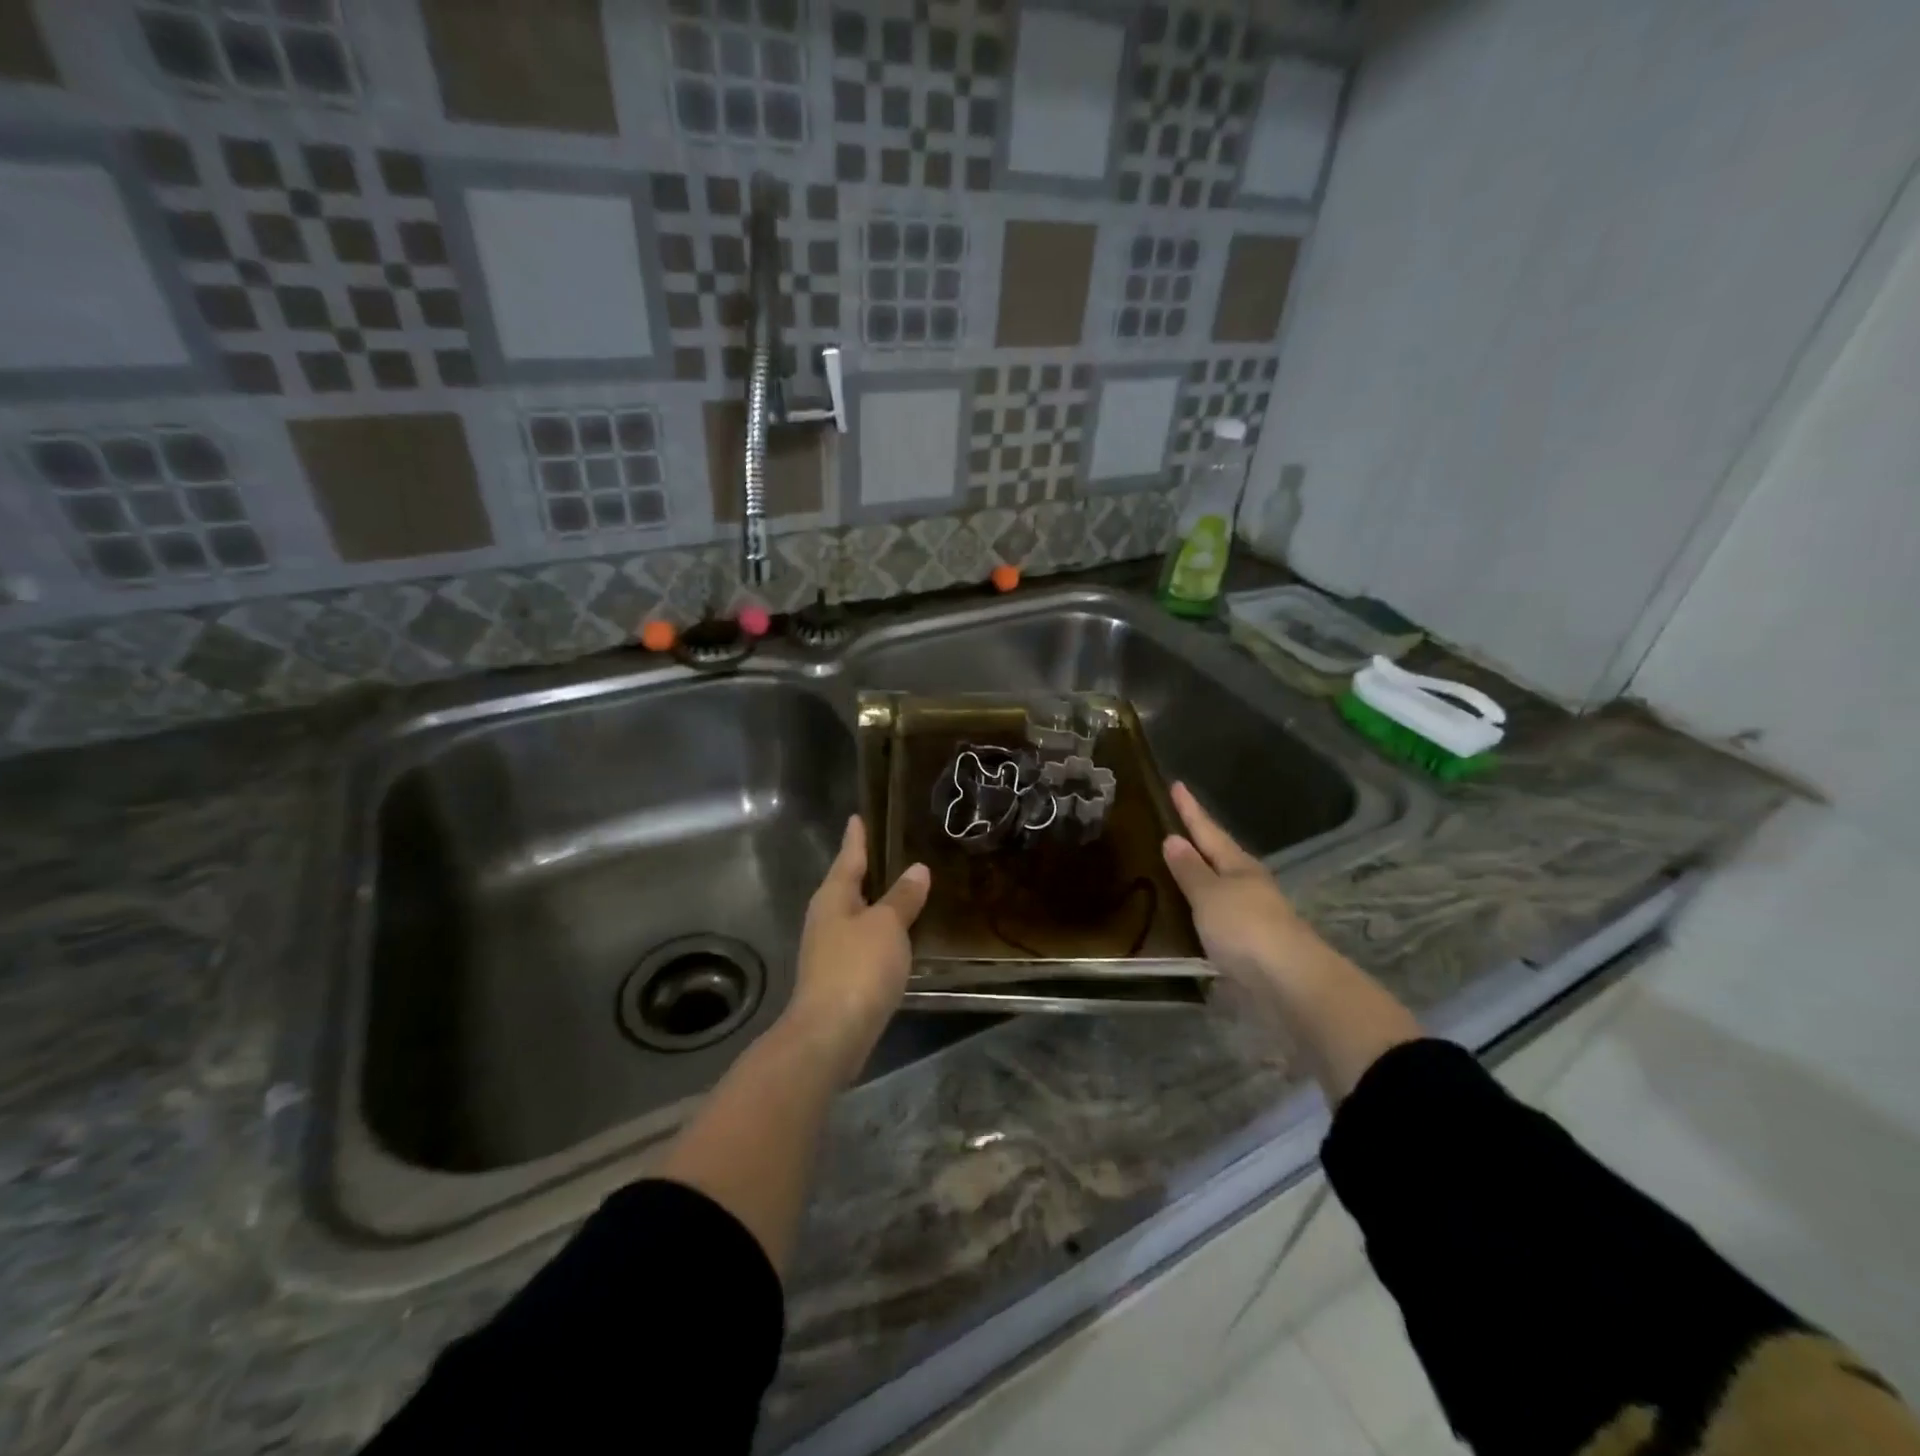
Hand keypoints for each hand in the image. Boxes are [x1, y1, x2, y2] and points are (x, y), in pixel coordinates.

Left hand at [785, 815, 929, 1082]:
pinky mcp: (838, 976)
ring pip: (855, 914)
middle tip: (891, 849)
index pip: (848, 857)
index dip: (856, 837)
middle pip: (848, 884)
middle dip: (867, 869)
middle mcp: (826, 917)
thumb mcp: (887, 926)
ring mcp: (829, 949)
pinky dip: (879, 931)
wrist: (830, 1034)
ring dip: (875, 902)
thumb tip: (917, 869)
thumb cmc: (858, 968)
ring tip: (902, 888)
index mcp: (833, 896)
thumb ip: (902, 897)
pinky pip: (862, 941)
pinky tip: (897, 936)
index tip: (858, 816)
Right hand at [1161, 783, 1335, 991]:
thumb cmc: (1245, 928)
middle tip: (1176, 827)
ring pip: (1223, 888)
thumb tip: (1173, 839)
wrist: (1290, 982)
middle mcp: (1249, 885)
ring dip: (1202, 878)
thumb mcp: (1209, 895)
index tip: (1177, 784)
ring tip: (1178, 871)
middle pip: (1220, 857)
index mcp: (1239, 865)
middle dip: (1200, 843)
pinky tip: (1193, 918)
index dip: (1191, 810)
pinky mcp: (1253, 945)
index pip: (1208, 830)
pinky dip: (1205, 912)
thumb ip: (1190, 869)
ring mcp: (1255, 915)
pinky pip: (1222, 918)